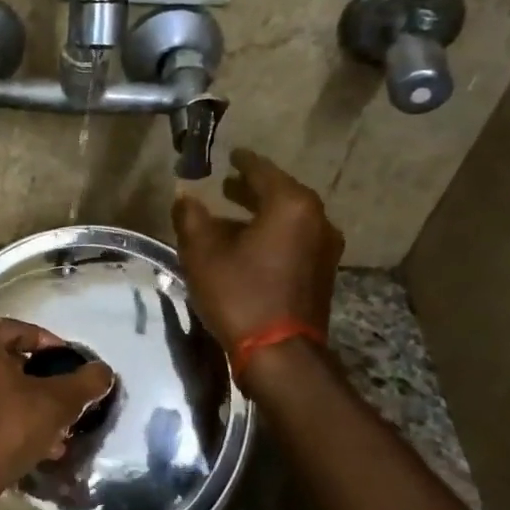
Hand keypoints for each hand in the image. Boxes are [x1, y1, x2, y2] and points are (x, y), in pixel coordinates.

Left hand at [0, 320, 115, 509]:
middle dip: (40, 382)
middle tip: (64, 400)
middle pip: (7, 360)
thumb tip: (104, 371)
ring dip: (25, 404)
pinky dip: (3, 416)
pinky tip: (32, 444)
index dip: (54, 349)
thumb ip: (85, 382)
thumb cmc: (6, 428)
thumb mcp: (56, 402)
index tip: (73, 368)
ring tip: (55, 430)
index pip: (22, 331)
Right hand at [171, 149, 342, 370]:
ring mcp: (325, 247)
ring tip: (232, 217)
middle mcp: (316, 219)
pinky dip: (273, 235)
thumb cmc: (239, 294)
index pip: (261, 170)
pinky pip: (295, 239)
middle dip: (251, 189)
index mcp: (290, 205)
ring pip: (288, 218)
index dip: (242, 161)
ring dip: (261, 215)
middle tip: (226, 185)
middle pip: (280, 193)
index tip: (230, 155)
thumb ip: (191, 217)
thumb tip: (184, 194)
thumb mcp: (202, 253)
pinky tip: (249, 246)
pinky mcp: (323, 272)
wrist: (280, 354)